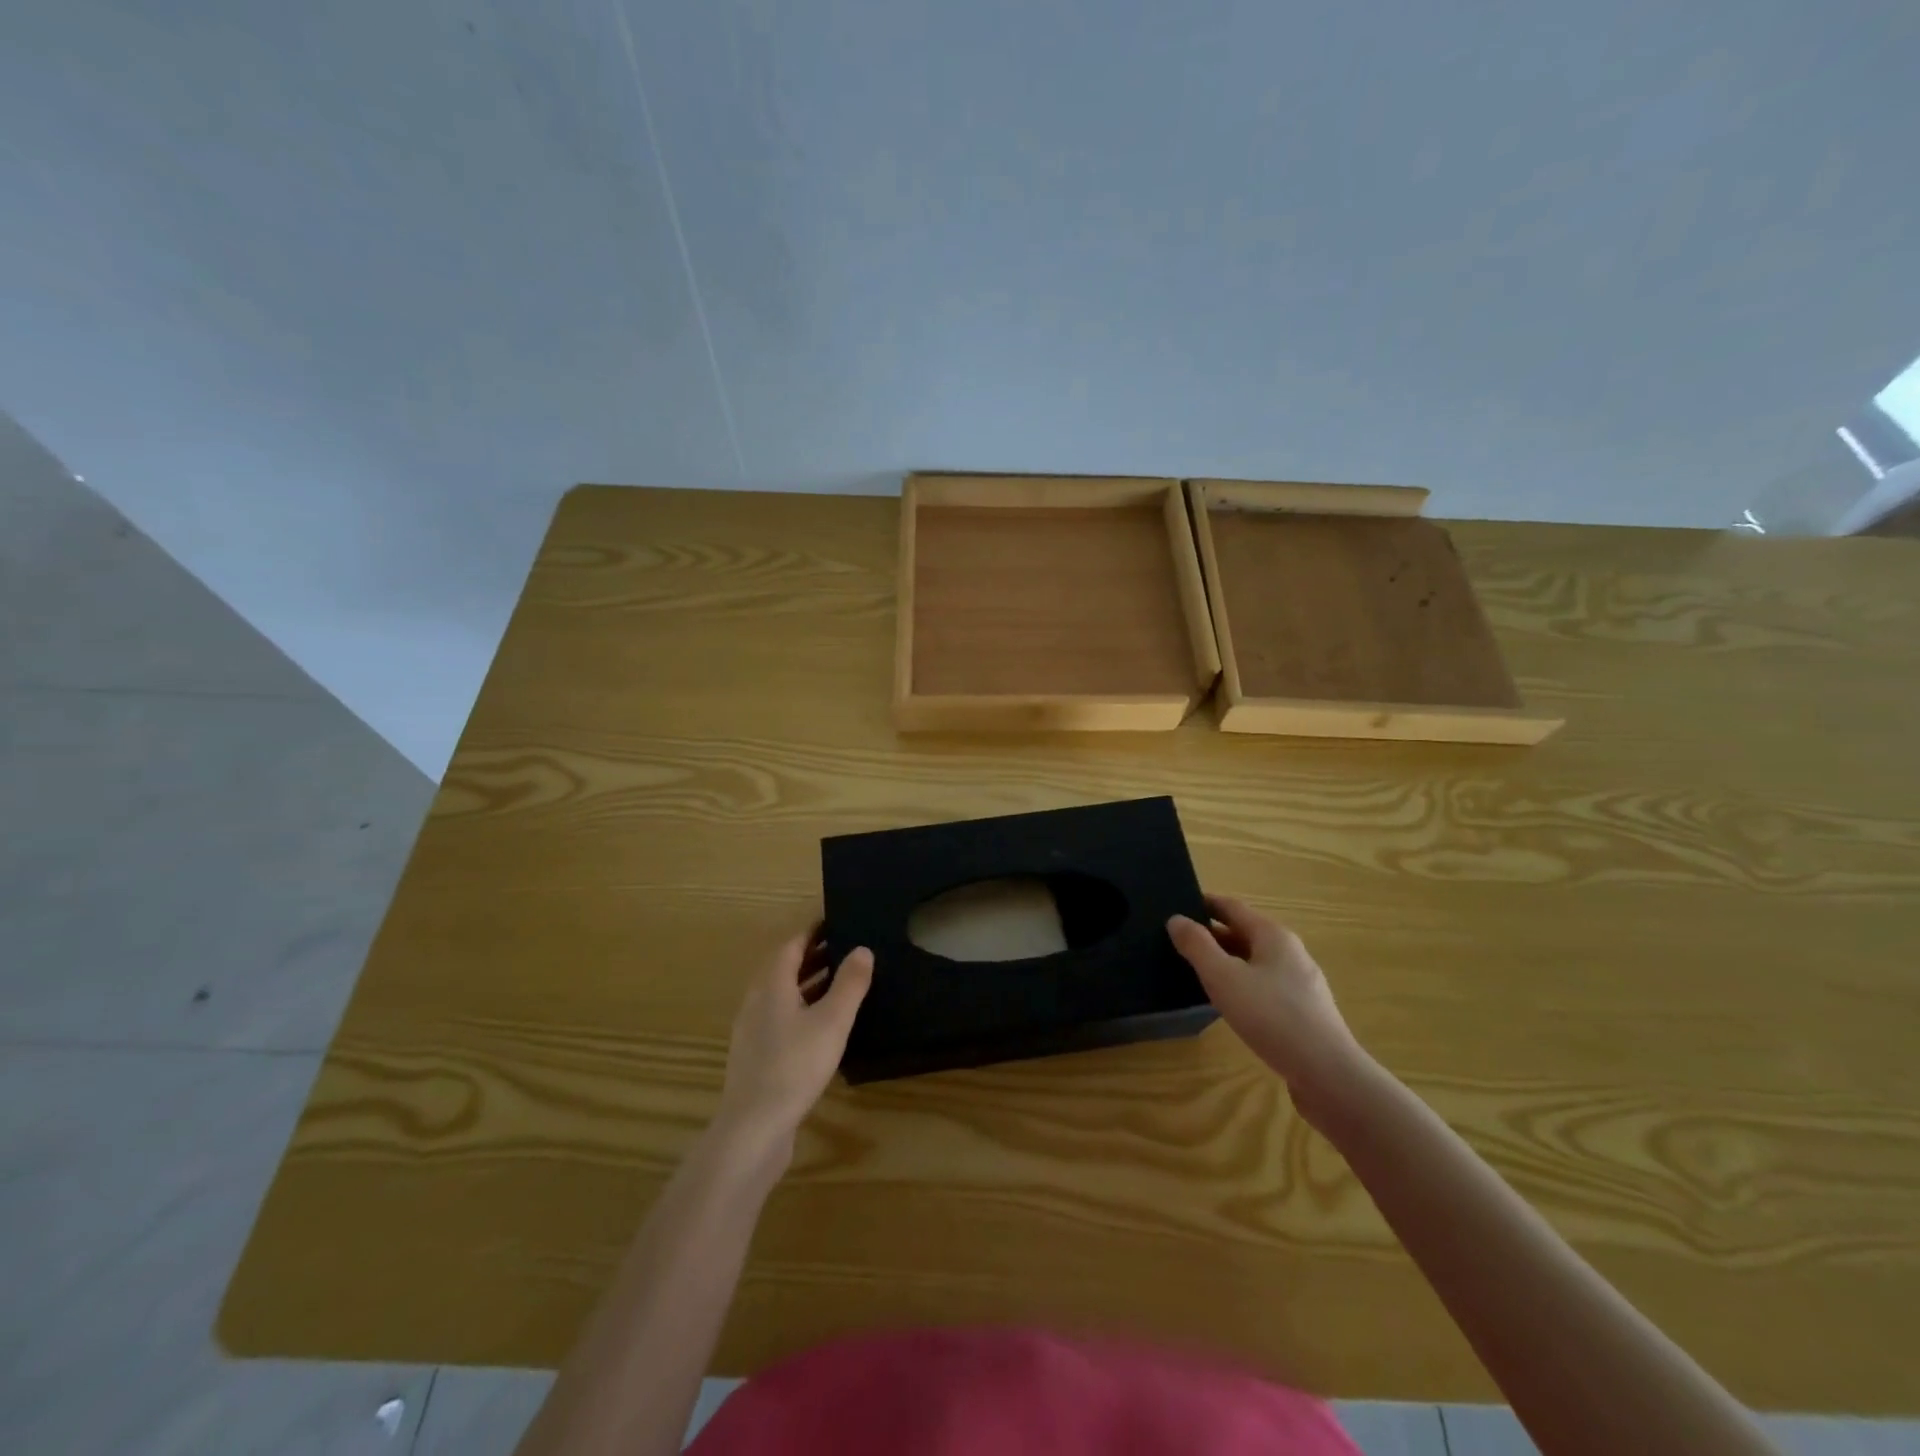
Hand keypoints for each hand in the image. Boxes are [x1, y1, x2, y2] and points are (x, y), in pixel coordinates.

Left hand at [714, 927, 872, 1161]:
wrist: (753, 1128)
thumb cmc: (794, 1066)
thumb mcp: (832, 1021)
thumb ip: (849, 983)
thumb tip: (862, 949)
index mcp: (771, 984)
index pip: (792, 945)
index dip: (813, 931)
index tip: (837, 920)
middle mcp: (757, 1001)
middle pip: (785, 968)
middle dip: (814, 955)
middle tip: (846, 946)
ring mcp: (753, 1030)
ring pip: (783, 994)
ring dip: (809, 982)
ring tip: (842, 981)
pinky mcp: (757, 1056)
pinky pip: (782, 1017)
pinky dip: (803, 1007)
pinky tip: (823, 1024)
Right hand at [1168, 896, 1370, 1130]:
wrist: (1327, 1074)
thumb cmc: (1271, 1016)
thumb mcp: (1223, 977)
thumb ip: (1197, 946)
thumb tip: (1176, 919)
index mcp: (1273, 935)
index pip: (1233, 907)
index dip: (1205, 904)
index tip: (1178, 906)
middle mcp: (1290, 952)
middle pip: (1245, 933)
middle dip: (1213, 935)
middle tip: (1179, 942)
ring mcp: (1301, 983)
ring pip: (1255, 962)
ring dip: (1227, 961)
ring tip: (1197, 972)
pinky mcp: (1304, 1011)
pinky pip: (1265, 986)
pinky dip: (1242, 984)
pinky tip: (1228, 1003)